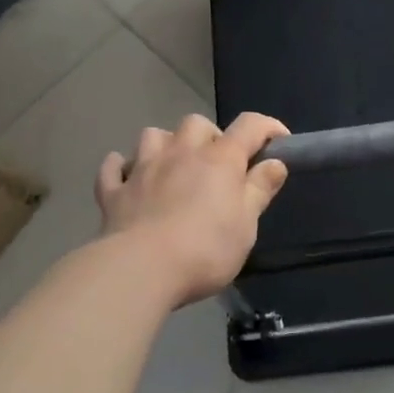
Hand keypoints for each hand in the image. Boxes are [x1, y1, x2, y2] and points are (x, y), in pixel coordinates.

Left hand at [96, 113, 289, 306]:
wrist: (140, 269)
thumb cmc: (205, 249)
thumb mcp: (246, 225)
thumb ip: (260, 189)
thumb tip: (275, 162)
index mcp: (219, 159)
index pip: (249, 126)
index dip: (268, 127)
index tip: (279, 141)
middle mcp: (181, 152)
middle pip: (197, 123)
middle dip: (210, 136)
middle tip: (217, 164)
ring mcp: (143, 168)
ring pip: (153, 135)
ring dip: (166, 144)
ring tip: (173, 167)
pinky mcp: (114, 192)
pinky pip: (114, 167)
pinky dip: (122, 167)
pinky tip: (128, 177)